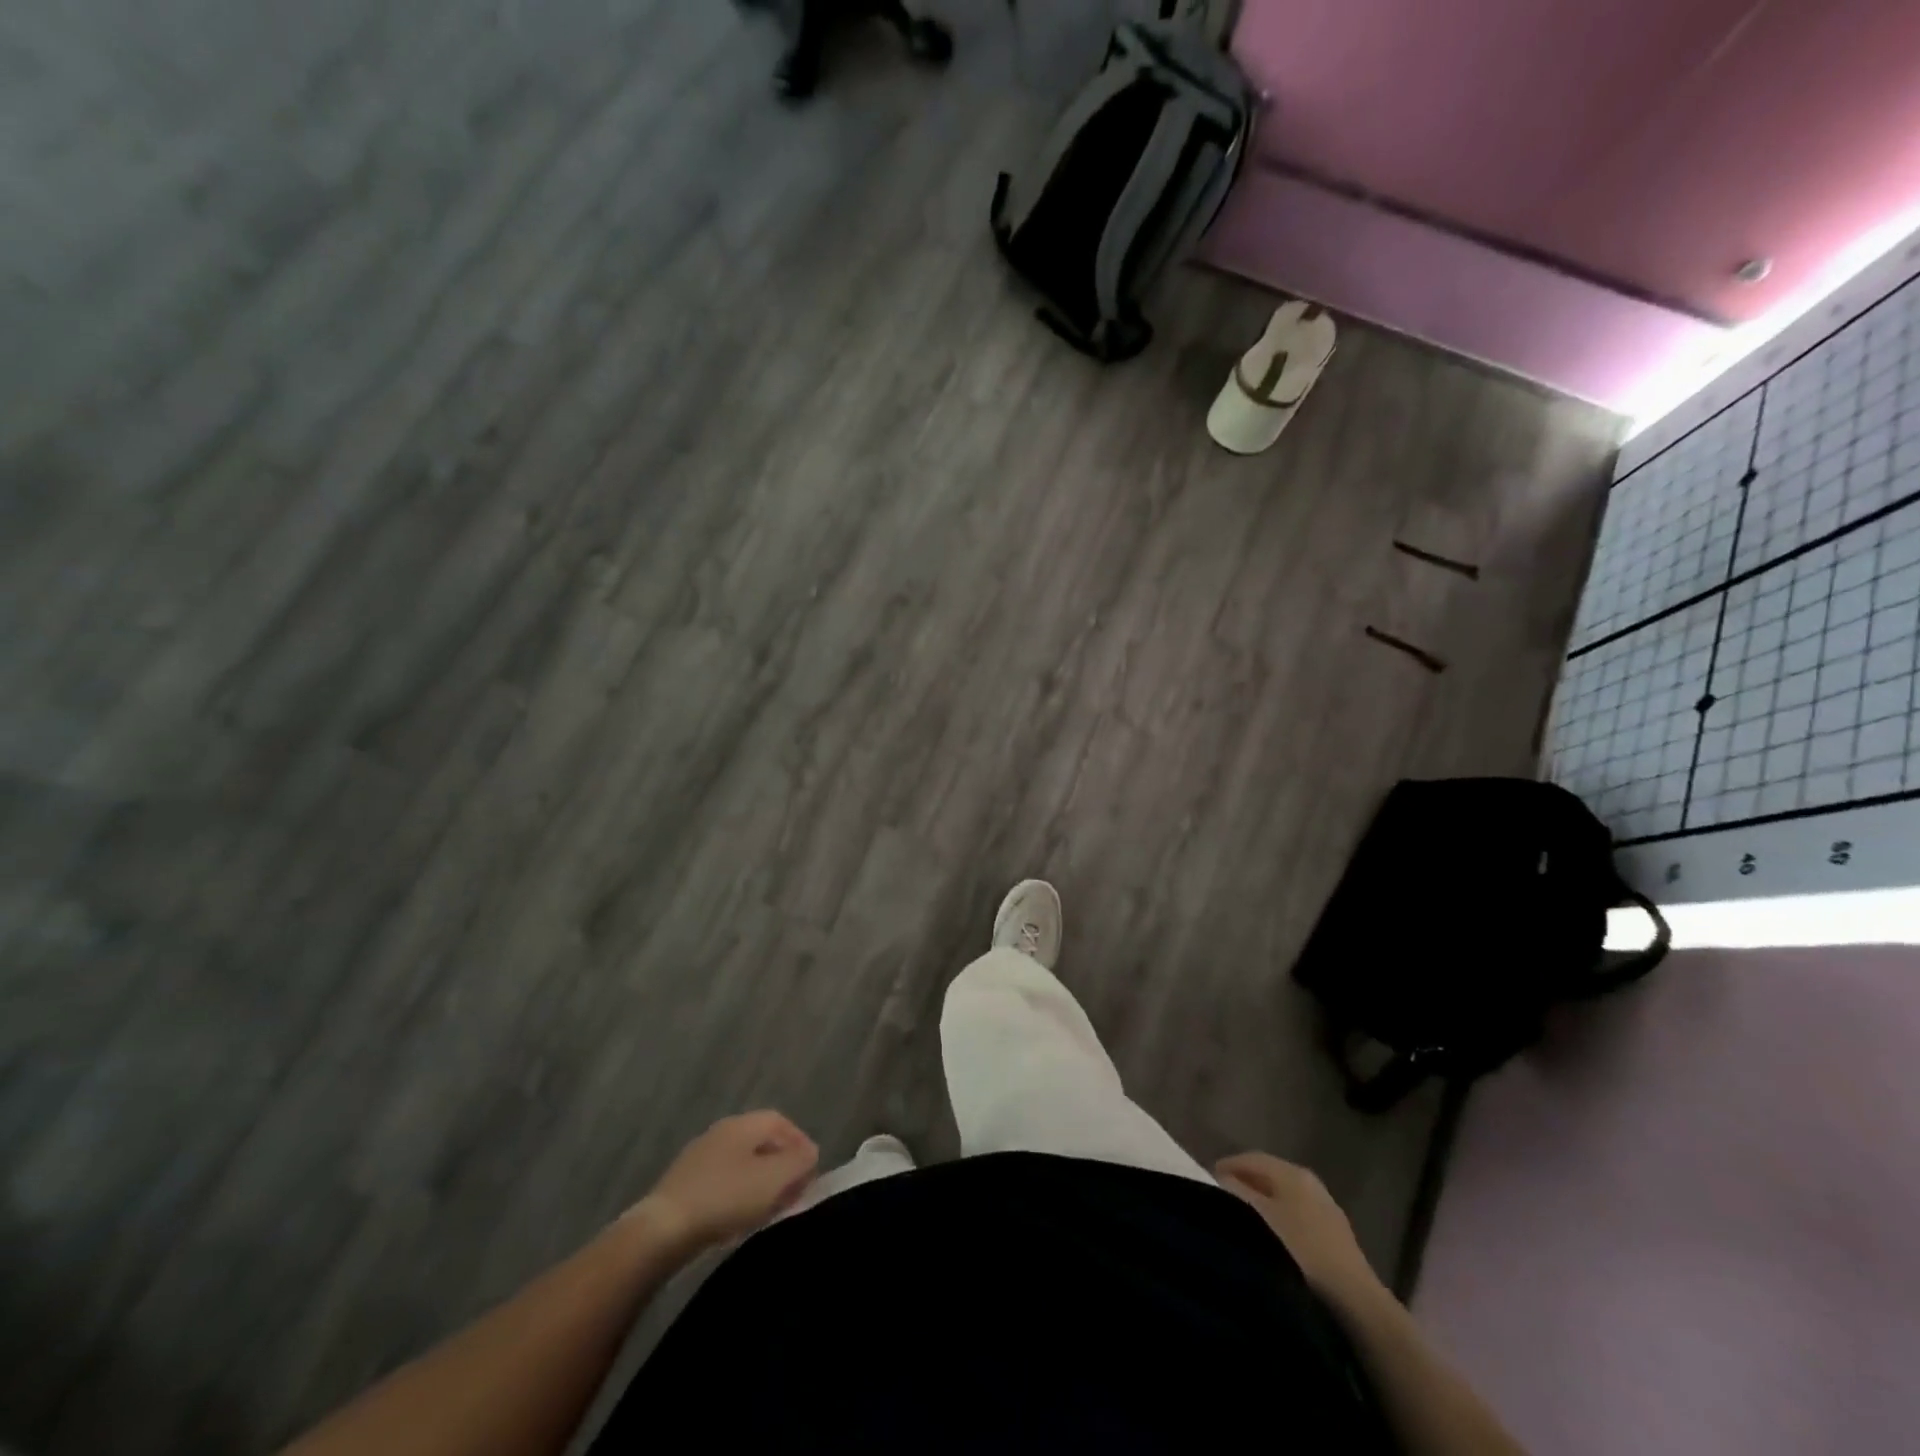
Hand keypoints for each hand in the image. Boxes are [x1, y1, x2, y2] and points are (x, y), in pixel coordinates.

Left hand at [637, 1111, 819, 1248]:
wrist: (661, 1231)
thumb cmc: (725, 1197)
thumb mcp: (774, 1179)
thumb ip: (799, 1162)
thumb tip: (810, 1154)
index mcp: (741, 1124)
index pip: (779, 1121)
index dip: (799, 1142)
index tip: (812, 1169)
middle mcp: (720, 1133)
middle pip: (760, 1142)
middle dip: (781, 1164)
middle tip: (794, 1190)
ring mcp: (698, 1159)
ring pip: (741, 1163)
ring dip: (760, 1182)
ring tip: (770, 1208)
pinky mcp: (683, 1186)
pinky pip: (722, 1182)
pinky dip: (738, 1195)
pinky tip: (739, 1218)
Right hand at [1215, 1151, 1385, 1305]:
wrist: (1355, 1303)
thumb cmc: (1299, 1251)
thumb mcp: (1257, 1217)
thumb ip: (1234, 1193)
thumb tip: (1220, 1180)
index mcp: (1291, 1172)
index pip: (1250, 1158)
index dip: (1226, 1166)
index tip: (1206, 1181)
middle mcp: (1310, 1183)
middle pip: (1268, 1176)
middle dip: (1244, 1184)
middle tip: (1221, 1200)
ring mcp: (1326, 1209)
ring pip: (1284, 1198)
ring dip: (1262, 1205)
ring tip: (1243, 1222)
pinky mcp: (1336, 1237)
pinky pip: (1297, 1218)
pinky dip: (1279, 1222)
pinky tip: (1271, 1242)